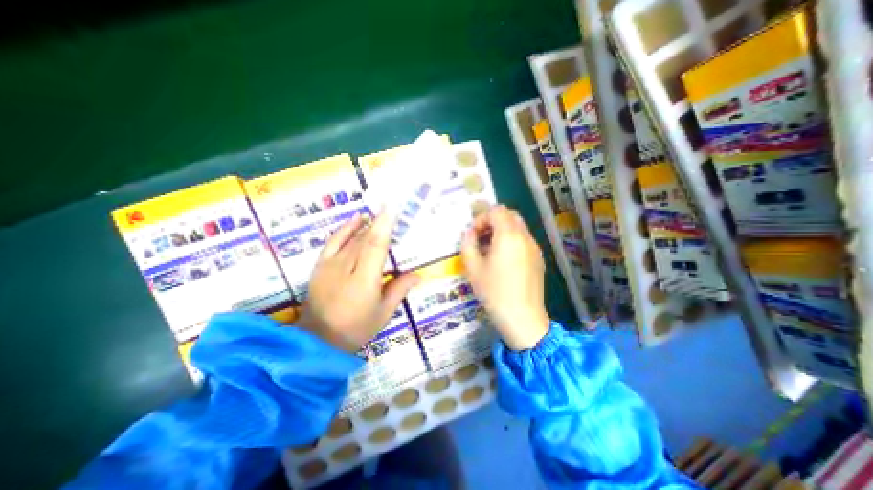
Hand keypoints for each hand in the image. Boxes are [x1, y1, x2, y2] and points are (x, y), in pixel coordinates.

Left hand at [301, 210, 419, 352]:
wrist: (318, 340)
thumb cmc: (356, 328)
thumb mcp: (383, 313)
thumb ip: (399, 290)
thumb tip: (418, 275)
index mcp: (365, 280)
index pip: (376, 246)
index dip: (384, 225)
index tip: (392, 208)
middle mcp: (347, 267)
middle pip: (365, 238)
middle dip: (379, 222)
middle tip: (393, 210)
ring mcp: (331, 265)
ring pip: (353, 238)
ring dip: (367, 224)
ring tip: (380, 213)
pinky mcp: (320, 265)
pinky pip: (333, 241)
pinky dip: (345, 228)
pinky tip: (356, 219)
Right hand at [460, 205, 547, 348]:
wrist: (522, 318)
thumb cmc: (494, 292)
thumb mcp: (473, 268)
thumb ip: (468, 244)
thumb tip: (469, 233)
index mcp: (509, 236)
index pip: (497, 210)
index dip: (481, 218)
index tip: (473, 234)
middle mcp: (525, 237)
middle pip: (510, 215)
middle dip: (492, 221)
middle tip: (480, 237)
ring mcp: (534, 247)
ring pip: (518, 227)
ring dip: (502, 231)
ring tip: (489, 249)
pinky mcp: (538, 259)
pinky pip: (524, 240)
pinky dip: (511, 240)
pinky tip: (503, 260)